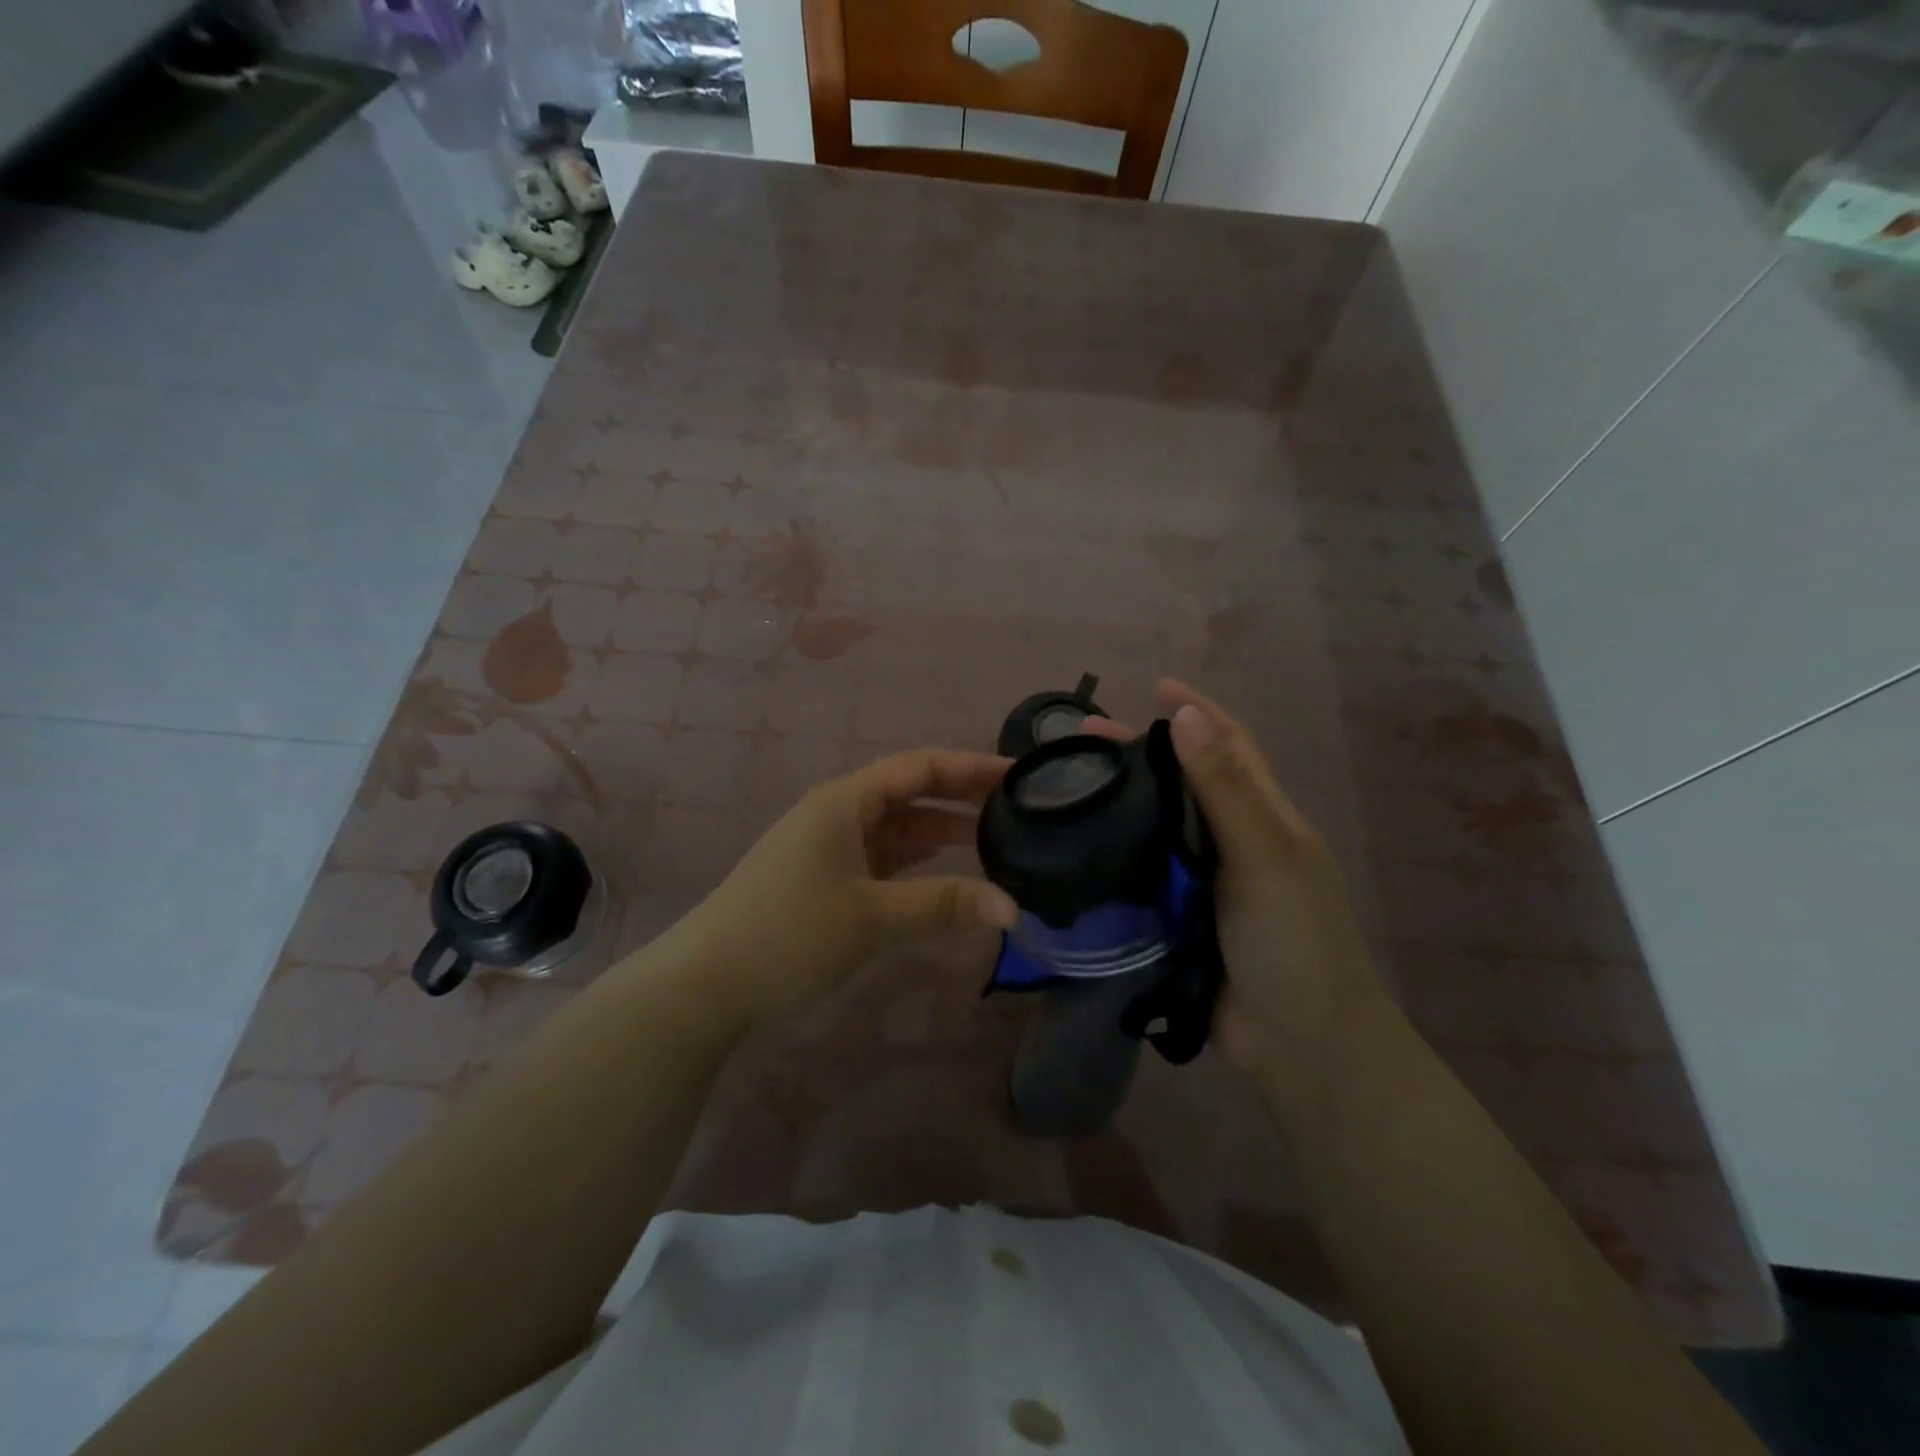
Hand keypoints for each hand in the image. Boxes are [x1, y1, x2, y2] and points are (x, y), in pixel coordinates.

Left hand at [676, 749, 1019, 1026]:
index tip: (1019, 774)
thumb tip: (1012, 908)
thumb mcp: (872, 917)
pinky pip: (882, 858)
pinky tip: (946, 875)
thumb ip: (943, 905)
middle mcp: (837, 813)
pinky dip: (917, 863)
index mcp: (845, 802)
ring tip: (996, 840)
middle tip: (1018, 807)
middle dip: (961, 797)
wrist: (704, 985)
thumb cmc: (788, 935)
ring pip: (897, 828)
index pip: (919, 768)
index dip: (970, 767)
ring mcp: (828, 846)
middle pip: (910, 793)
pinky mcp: (824, 878)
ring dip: (941, 833)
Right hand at [1083, 681, 1383, 1084]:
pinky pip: (1137, 876)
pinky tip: (1072, 850)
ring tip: (1065, 789)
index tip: (1154, 687)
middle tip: (1079, 740)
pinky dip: (1110, 857)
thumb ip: (1225, 788)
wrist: (1299, 1043)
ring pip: (1153, 828)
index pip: (1228, 745)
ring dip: (1118, 804)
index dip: (1196, 712)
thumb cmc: (1294, 939)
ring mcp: (1202, 883)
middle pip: (1180, 783)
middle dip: (1138, 755)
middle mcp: (1230, 841)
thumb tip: (1185, 715)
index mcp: (1261, 816)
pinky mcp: (1174, 919)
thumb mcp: (1266, 855)